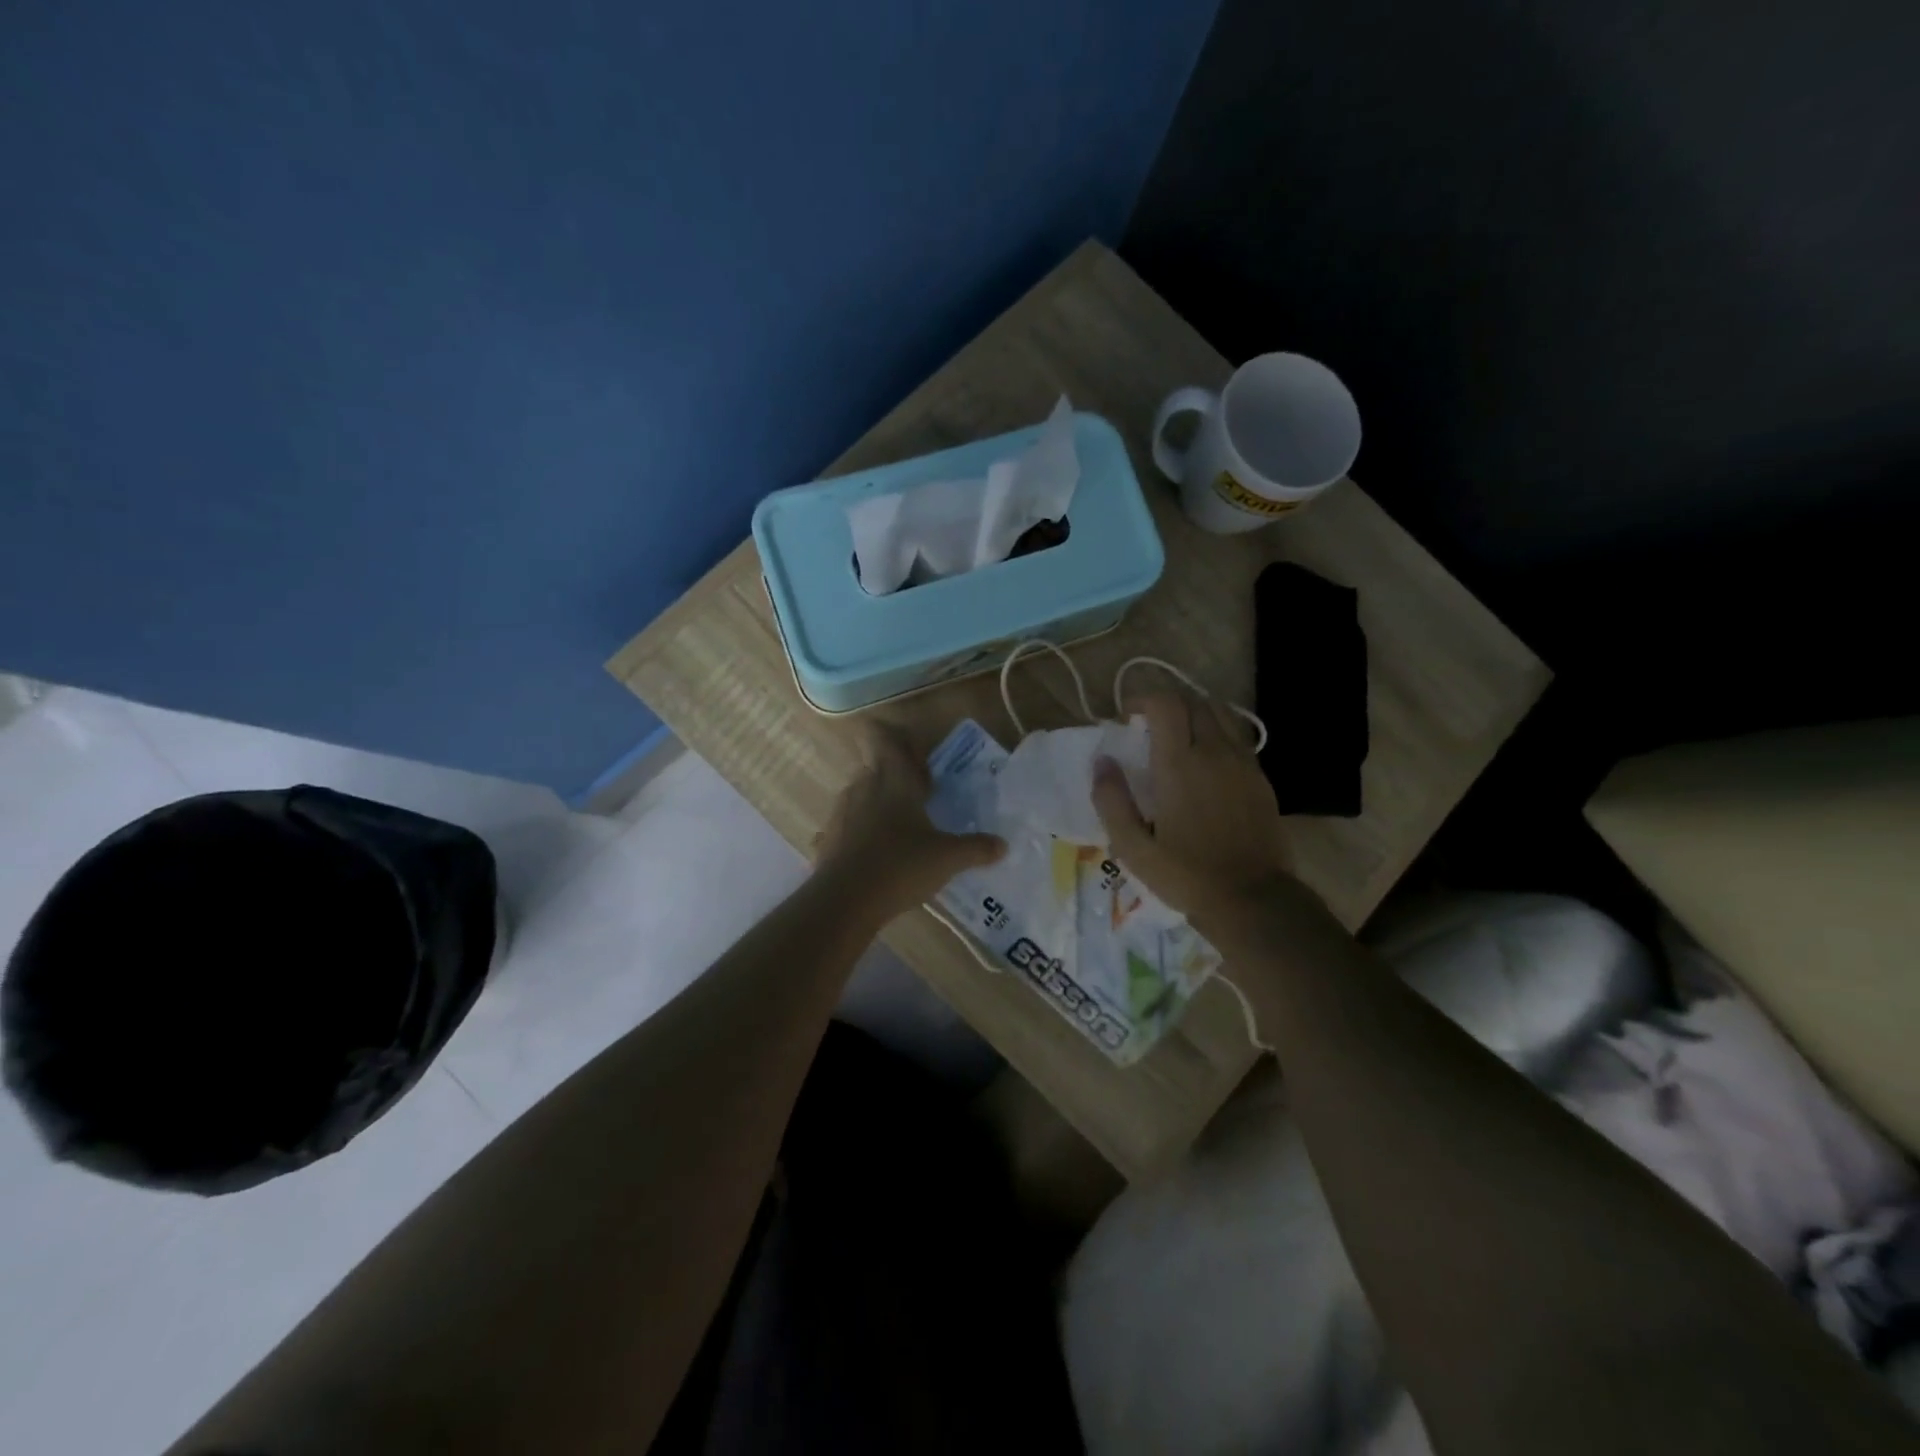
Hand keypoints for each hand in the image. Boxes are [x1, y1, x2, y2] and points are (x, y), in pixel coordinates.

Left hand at [814, 723, 1005, 918]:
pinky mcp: (830, 837)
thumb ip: (976, 848)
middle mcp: (864, 786)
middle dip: (895, 773)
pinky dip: (863, 828)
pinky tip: (878, 851)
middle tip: (920, 790)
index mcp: (893, 781)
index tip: (910, 746)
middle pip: (875, 765)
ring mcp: (842, 811)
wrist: (844, 901)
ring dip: (879, 800)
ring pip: (862, 792)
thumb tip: (1003, 844)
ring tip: (902, 823)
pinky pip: (849, 822)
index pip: (884, 739)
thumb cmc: (900, 866)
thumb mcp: (947, 858)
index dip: (893, 735)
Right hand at [1093, 692, 1294, 925]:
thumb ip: (1111, 800)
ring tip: (1178, 736)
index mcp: (1179, 764)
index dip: (1143, 698)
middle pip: (1194, 700)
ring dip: (1195, 713)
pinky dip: (1217, 732)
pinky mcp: (1260, 777)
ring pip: (1220, 713)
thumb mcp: (1132, 847)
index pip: (1166, 703)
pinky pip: (1237, 736)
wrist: (1252, 899)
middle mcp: (1214, 752)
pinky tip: (1206, 760)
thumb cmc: (1185, 875)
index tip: (1128, 716)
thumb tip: (1102, 762)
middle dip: (1168, 703)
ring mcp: (1243, 762)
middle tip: (1149, 725)